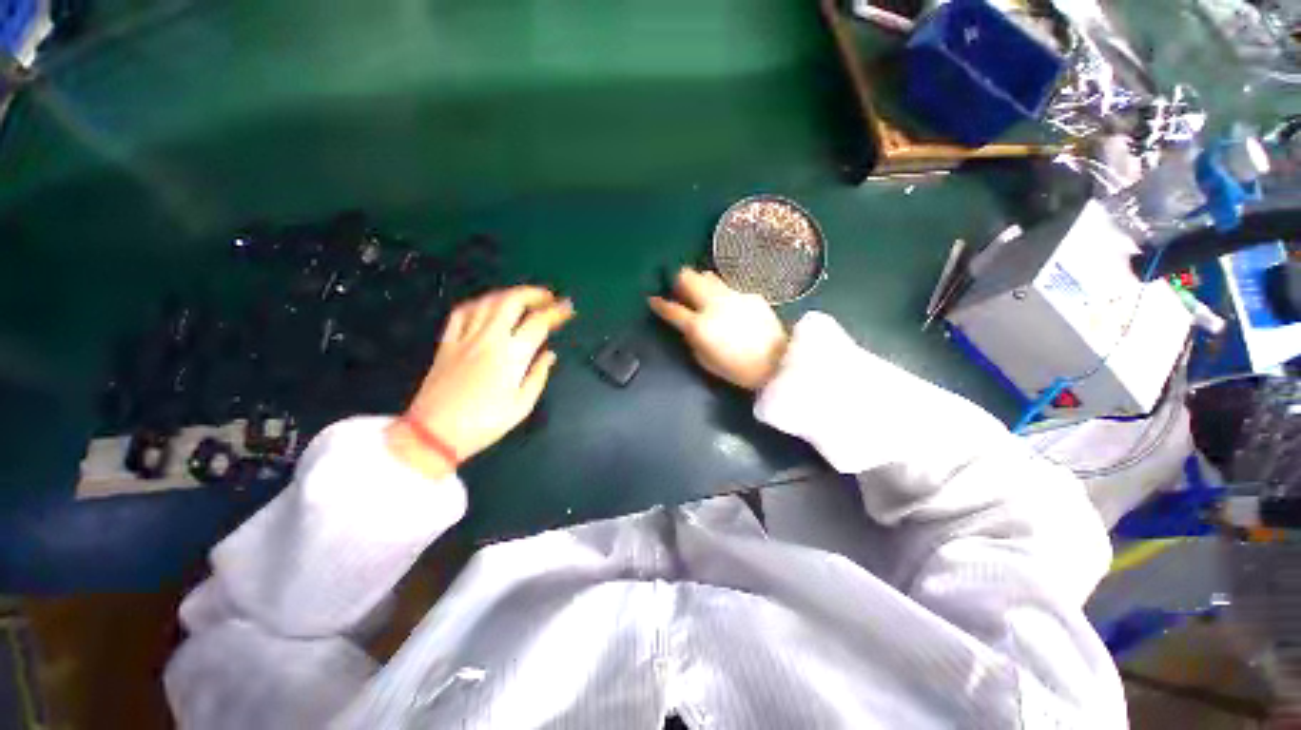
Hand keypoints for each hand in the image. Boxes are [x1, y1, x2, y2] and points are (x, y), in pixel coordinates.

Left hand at [387, 286, 574, 478]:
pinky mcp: (447, 343)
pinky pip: (461, 313)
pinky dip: (479, 304)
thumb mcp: (522, 404)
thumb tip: (550, 355)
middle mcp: (488, 339)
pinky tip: (488, 307)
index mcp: (511, 356)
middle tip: (548, 298)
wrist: (434, 434)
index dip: (556, 312)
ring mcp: (465, 338)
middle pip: (511, 301)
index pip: (538, 323)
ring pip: (487, 302)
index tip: (567, 309)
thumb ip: (538, 375)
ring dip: (509, 295)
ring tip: (523, 299)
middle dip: (533, 294)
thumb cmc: (485, 423)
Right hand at [648, 268, 787, 390]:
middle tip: (678, 288)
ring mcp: (733, 296)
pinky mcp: (749, 295)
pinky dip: (721, 293)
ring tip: (701, 292)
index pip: (671, 309)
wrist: (776, 362)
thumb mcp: (705, 361)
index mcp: (699, 325)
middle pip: (688, 277)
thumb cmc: (737, 369)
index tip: (652, 299)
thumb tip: (688, 327)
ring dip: (700, 281)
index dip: (659, 304)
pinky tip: (729, 306)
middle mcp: (713, 304)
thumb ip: (692, 340)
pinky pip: (729, 288)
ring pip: (708, 276)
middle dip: (678, 279)